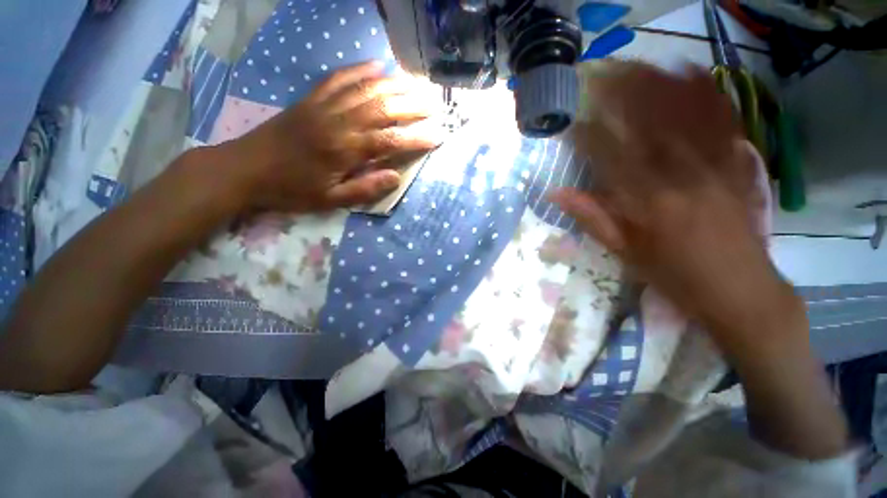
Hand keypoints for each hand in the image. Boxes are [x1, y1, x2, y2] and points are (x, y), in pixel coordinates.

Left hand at [218, 61, 440, 212]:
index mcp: (344, 149)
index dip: (416, 138)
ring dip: (394, 85)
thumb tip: (395, 178)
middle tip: (434, 105)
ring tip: (416, 84)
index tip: (437, 136)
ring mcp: (323, 105)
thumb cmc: (291, 189)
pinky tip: (377, 66)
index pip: (390, 140)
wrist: (245, 169)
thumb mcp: (330, 200)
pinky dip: (360, 70)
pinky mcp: (311, 99)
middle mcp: (338, 121)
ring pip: (365, 89)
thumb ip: (364, 189)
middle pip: (383, 108)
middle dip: (412, 106)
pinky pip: (339, 78)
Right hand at [552, 62, 793, 351]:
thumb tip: (555, 193)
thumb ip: (590, 217)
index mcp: (646, 203)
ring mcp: (714, 165)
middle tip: (598, 76)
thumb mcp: (623, 253)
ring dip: (658, 84)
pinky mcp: (737, 164)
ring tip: (635, 66)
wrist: (740, 291)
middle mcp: (680, 176)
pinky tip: (690, 73)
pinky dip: (705, 91)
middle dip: (621, 94)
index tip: (569, 122)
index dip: (585, 136)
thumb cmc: (674, 276)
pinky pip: (722, 119)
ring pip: (685, 112)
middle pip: (648, 123)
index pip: (607, 156)